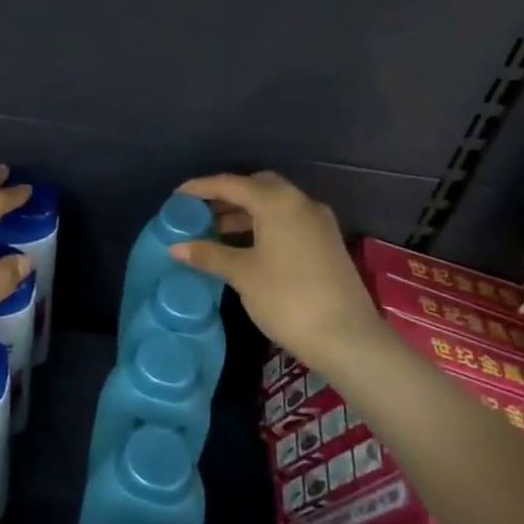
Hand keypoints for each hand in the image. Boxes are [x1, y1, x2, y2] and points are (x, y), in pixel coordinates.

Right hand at [170, 171, 381, 369]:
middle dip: (227, 196)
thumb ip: (209, 255)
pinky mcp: (327, 242)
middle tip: (201, 212)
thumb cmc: (288, 299)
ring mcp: (318, 222)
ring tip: (216, 232)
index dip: (201, 188)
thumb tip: (175, 247)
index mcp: (278, 202)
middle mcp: (301, 202)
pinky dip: (264, 225)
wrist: (348, 339)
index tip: (177, 196)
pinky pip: (288, 220)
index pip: (231, 184)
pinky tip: (247, 246)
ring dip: (246, 212)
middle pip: (257, 186)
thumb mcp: (242, 274)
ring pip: (275, 204)